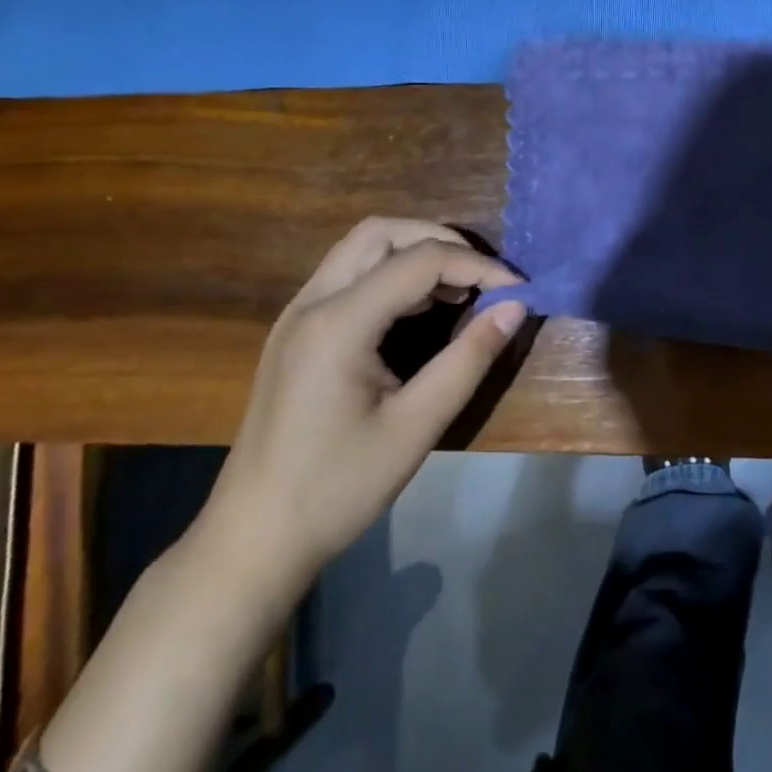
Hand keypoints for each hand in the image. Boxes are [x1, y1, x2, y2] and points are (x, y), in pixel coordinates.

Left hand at [199, 219, 525, 590]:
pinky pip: (349, 277)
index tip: (519, 289)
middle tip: (483, 276)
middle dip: (440, 241)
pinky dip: (391, 275)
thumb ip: (469, 358)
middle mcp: (311, 302)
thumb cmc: (337, 487)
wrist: (253, 539)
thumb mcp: (417, 425)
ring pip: (361, 249)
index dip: (478, 266)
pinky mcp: (295, 332)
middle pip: (381, 233)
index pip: (420, 261)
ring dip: (414, 254)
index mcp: (338, 323)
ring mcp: (297, 315)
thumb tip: (515, 307)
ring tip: (460, 291)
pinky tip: (421, 310)